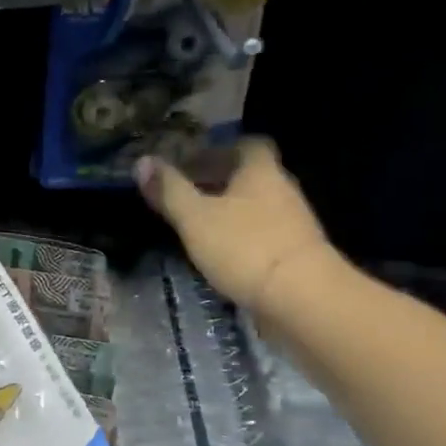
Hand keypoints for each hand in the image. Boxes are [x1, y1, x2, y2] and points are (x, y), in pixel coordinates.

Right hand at [136, 136, 334, 315]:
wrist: (303, 299)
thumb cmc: (245, 247)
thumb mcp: (195, 217)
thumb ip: (169, 190)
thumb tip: (142, 161)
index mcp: (261, 172)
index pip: (247, 145)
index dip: (219, 150)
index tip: (193, 163)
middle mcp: (282, 190)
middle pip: (251, 176)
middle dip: (220, 181)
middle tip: (187, 194)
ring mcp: (293, 224)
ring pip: (257, 206)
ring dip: (230, 211)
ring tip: (198, 226)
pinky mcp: (295, 255)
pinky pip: (264, 234)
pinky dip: (242, 237)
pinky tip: (221, 253)